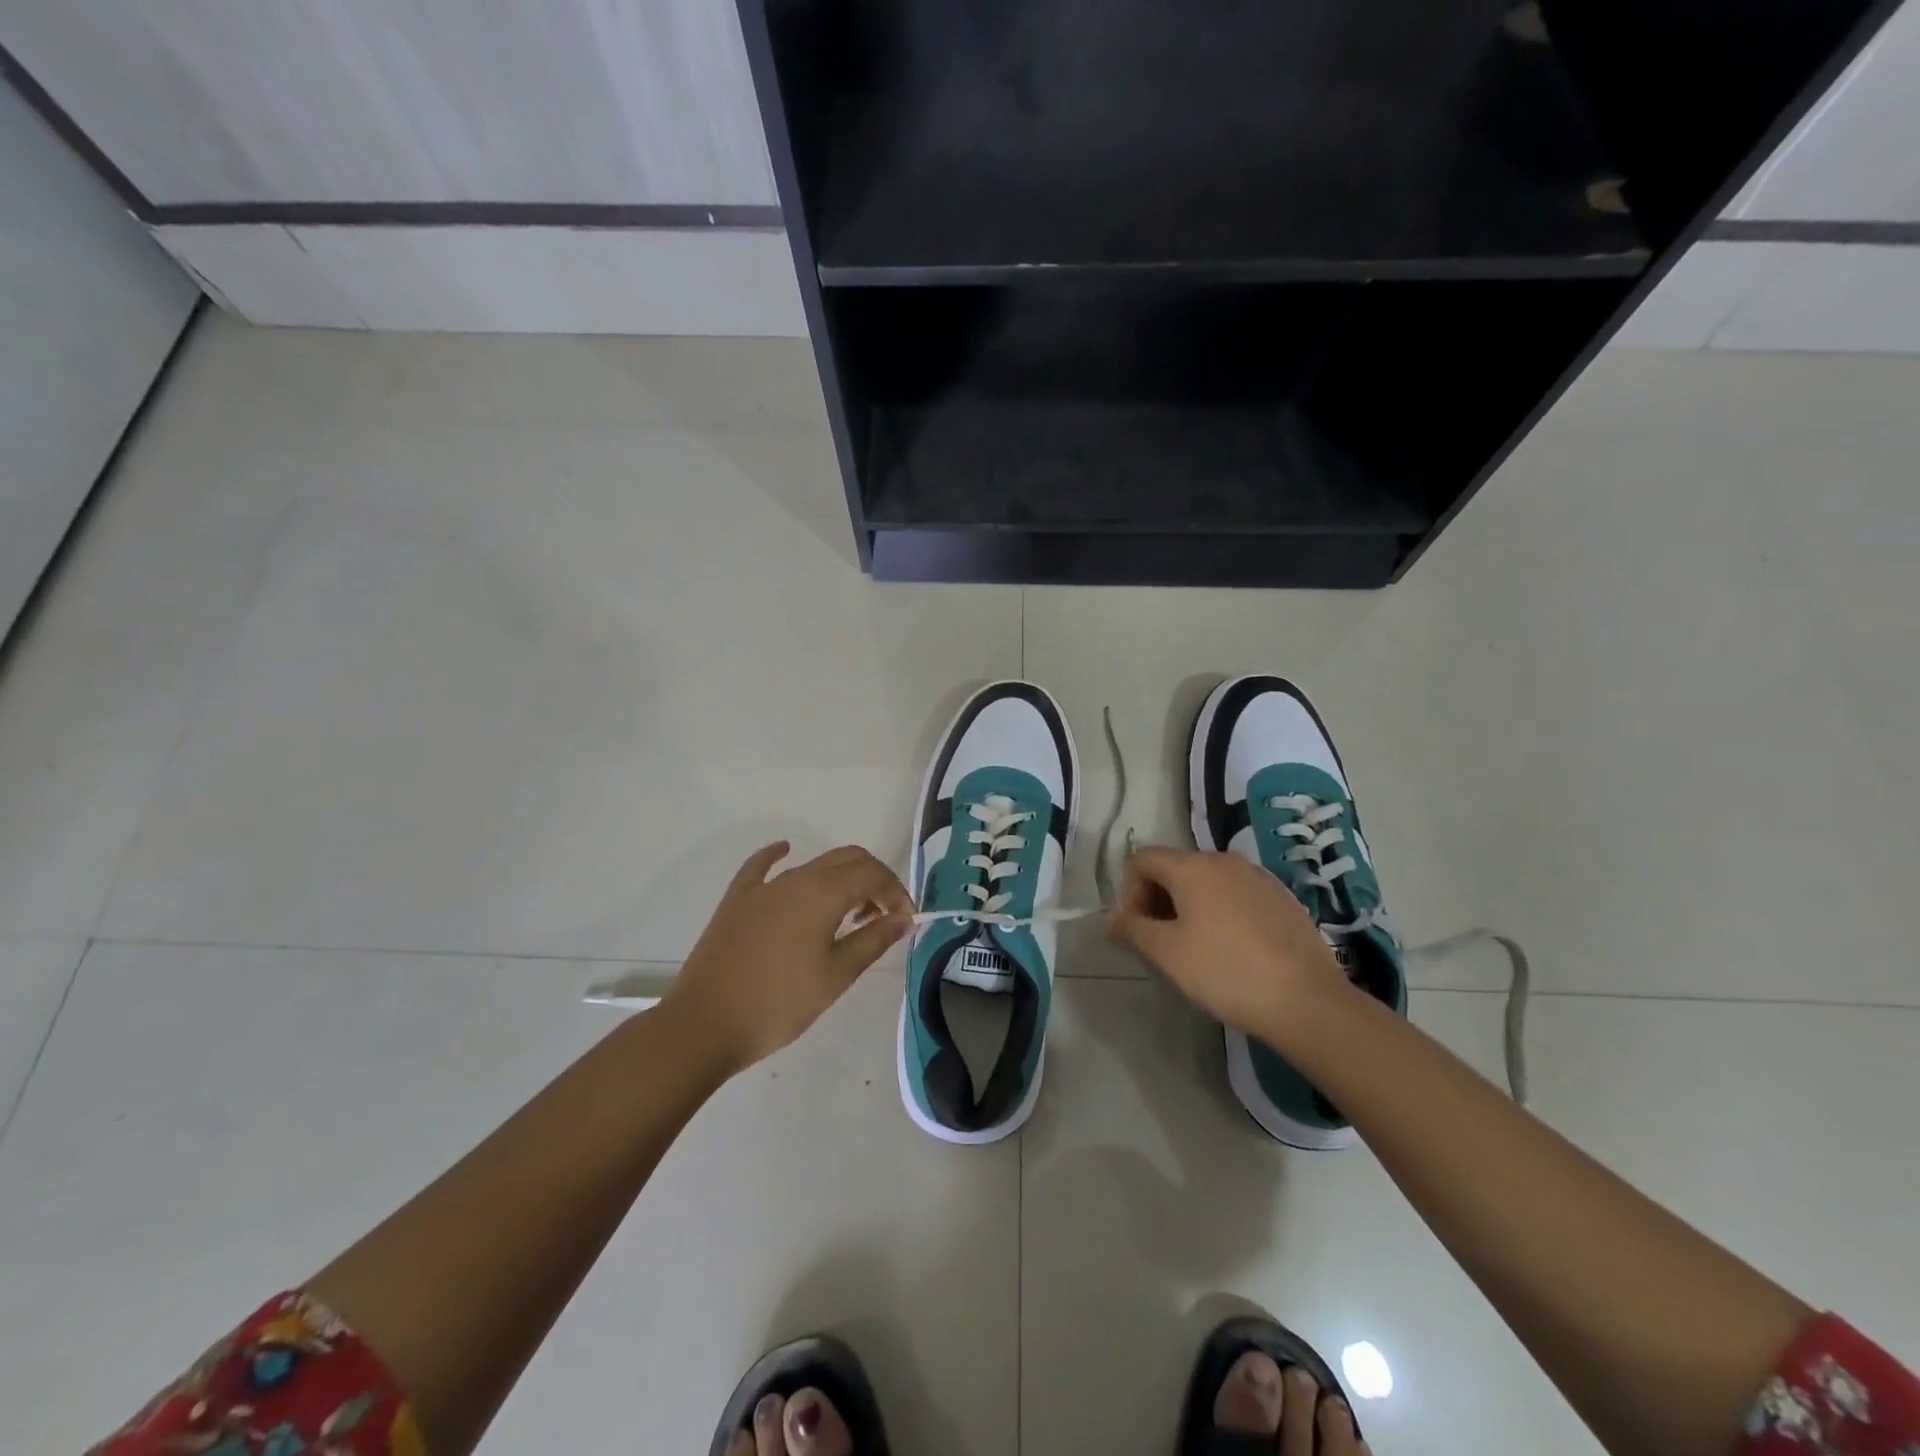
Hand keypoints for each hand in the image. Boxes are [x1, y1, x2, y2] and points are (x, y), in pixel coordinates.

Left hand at [665, 842, 913, 1072]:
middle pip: (847, 860)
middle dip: (874, 879)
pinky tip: (785, 851)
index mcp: (822, 893)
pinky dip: (779, 856)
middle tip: (884, 915)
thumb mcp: (835, 976)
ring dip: (841, 880)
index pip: (873, 874)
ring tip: (851, 916)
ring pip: (813, 865)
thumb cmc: (779, 1004)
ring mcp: (763, 887)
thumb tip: (904, 918)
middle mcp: (795, 878)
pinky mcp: (737, 899)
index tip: (906, 919)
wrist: (705, 1025)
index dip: (896, 891)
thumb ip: (873, 941)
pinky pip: (761, 866)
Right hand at [1108, 848, 1349, 1042]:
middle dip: (1158, 900)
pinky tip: (1232, 951)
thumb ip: (1131, 929)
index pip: (1141, 860)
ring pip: (1207, 882)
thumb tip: (1111, 919)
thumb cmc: (1224, 972)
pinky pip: (1237, 895)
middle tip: (1161, 944)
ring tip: (1196, 950)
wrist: (1307, 1001)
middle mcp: (1224, 860)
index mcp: (1192, 866)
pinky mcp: (1283, 899)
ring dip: (1189, 908)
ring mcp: (1258, 877)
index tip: (1137, 932)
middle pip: (1175, 868)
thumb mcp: (1166, 954)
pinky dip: (1221, 913)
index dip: (1128, 892)